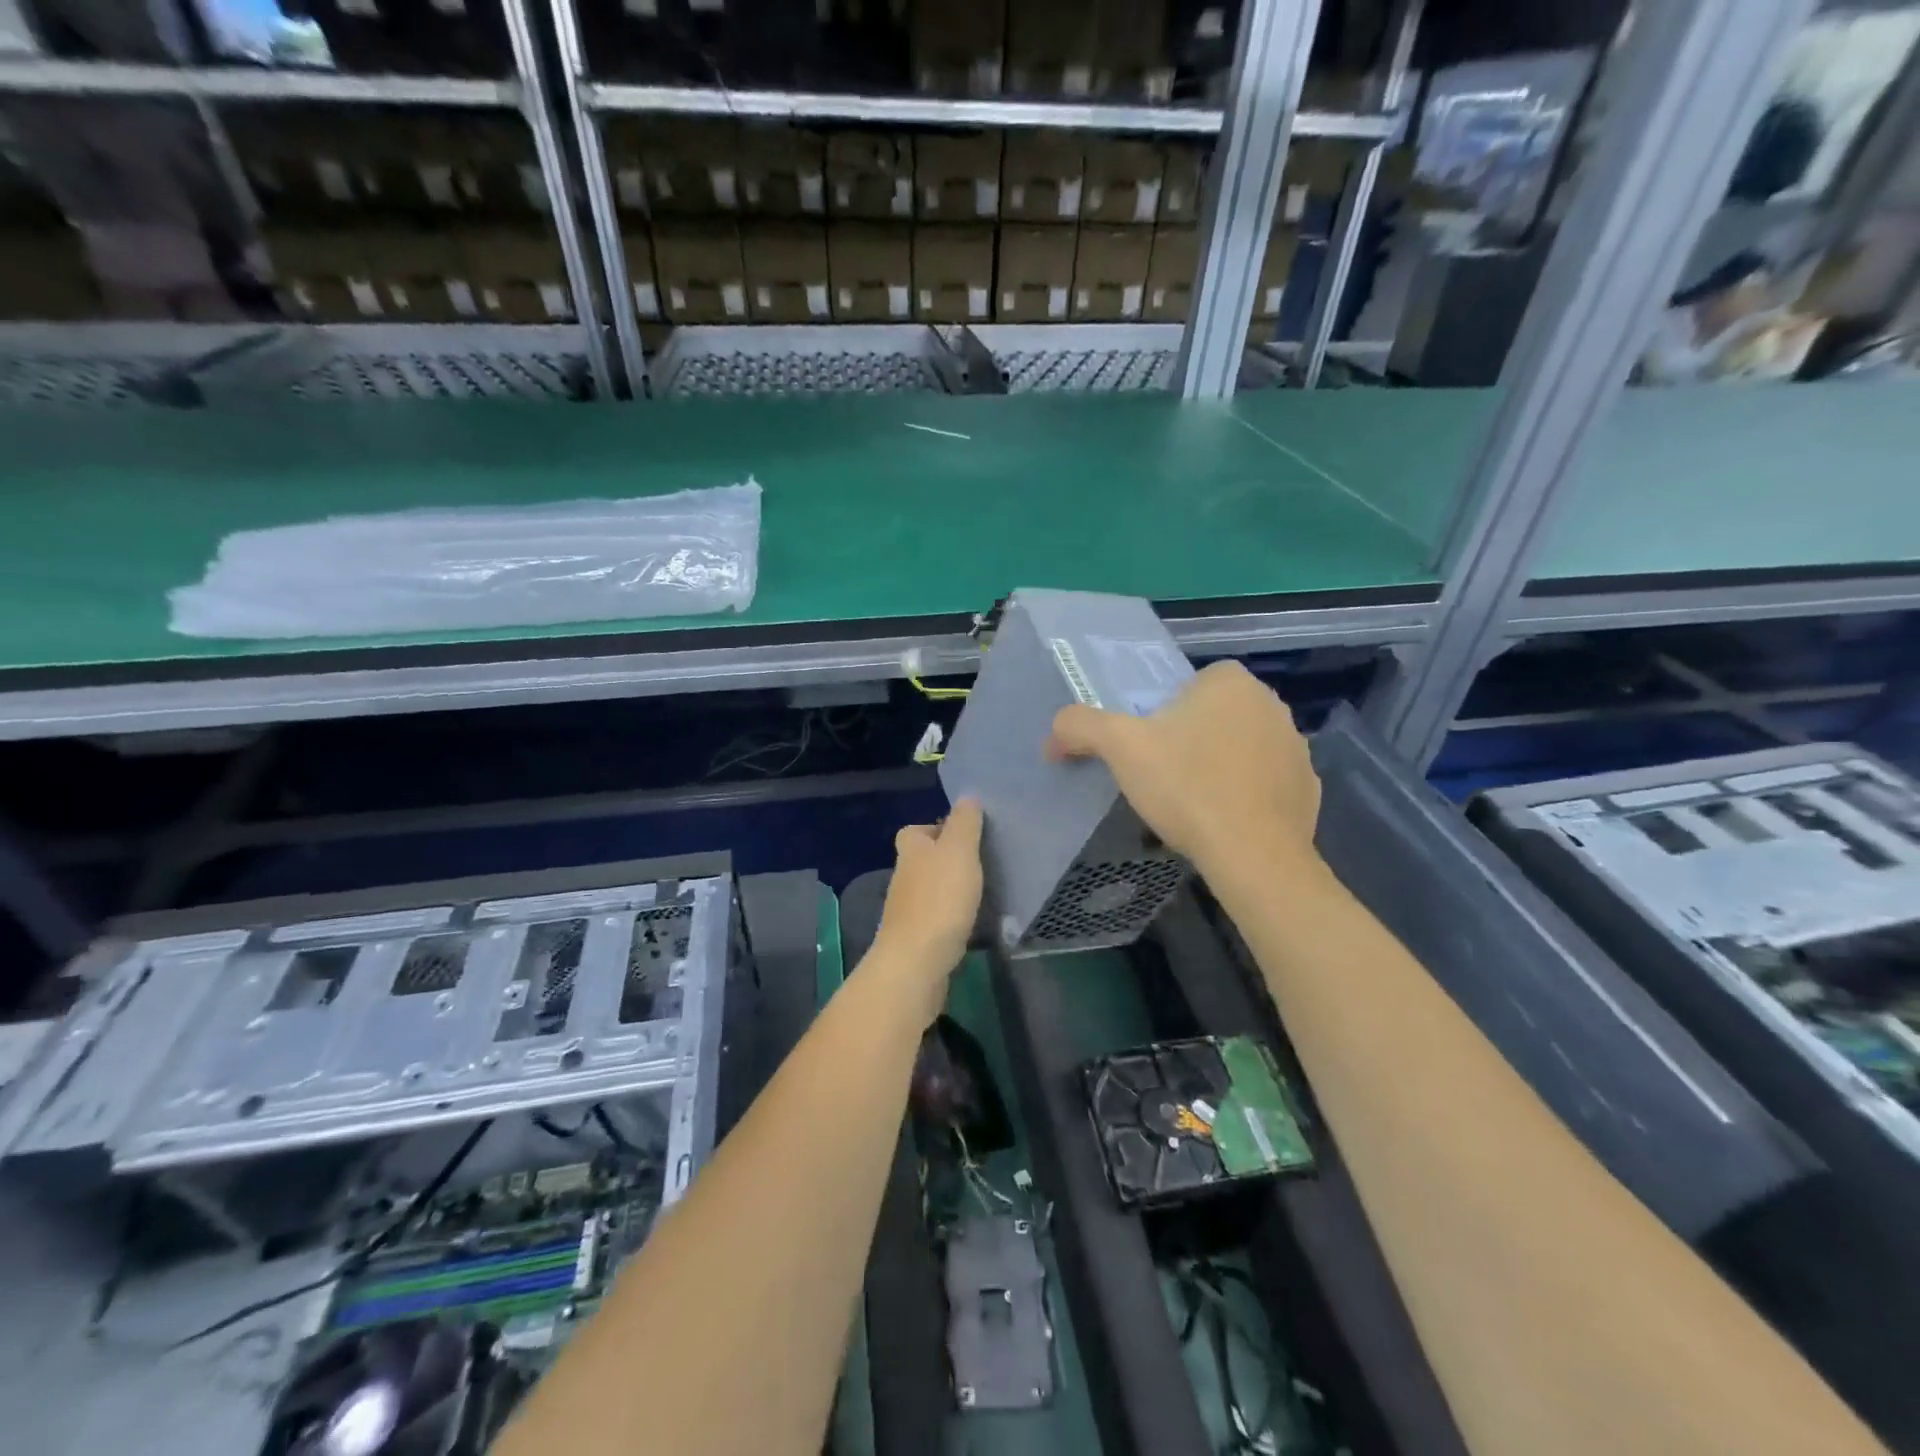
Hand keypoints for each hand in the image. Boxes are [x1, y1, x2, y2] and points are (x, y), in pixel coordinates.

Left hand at [870, 798, 982, 1020]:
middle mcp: (902, 877)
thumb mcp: (959, 851)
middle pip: (921, 860)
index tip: (963, 834)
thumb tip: (967, 795)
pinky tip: (968, 922)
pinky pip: (933, 919)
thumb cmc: (939, 899)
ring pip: (927, 890)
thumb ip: (964, 822)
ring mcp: (905, 910)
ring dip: (947, 889)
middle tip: (978, 863)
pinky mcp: (914, 939)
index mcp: (910, 850)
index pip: (915, 830)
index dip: (936, 828)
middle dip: (944, 859)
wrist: (916, 962)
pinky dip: (948, 917)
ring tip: (979, 892)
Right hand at [1046, 661, 1320, 875]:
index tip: (1149, 748)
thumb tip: (1054, 734)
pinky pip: (1265, 782)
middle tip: (1164, 777)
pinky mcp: (1308, 788)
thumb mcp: (1119, 748)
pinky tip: (1224, 822)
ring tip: (1192, 804)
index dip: (1163, 715)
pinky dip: (1245, 796)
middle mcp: (1271, 703)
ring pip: (1240, 748)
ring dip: (1218, 766)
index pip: (1187, 685)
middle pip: (1213, 716)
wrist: (1253, 854)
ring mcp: (1296, 746)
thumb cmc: (1185, 786)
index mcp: (1230, 681)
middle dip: (1190, 739)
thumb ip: (1081, 726)